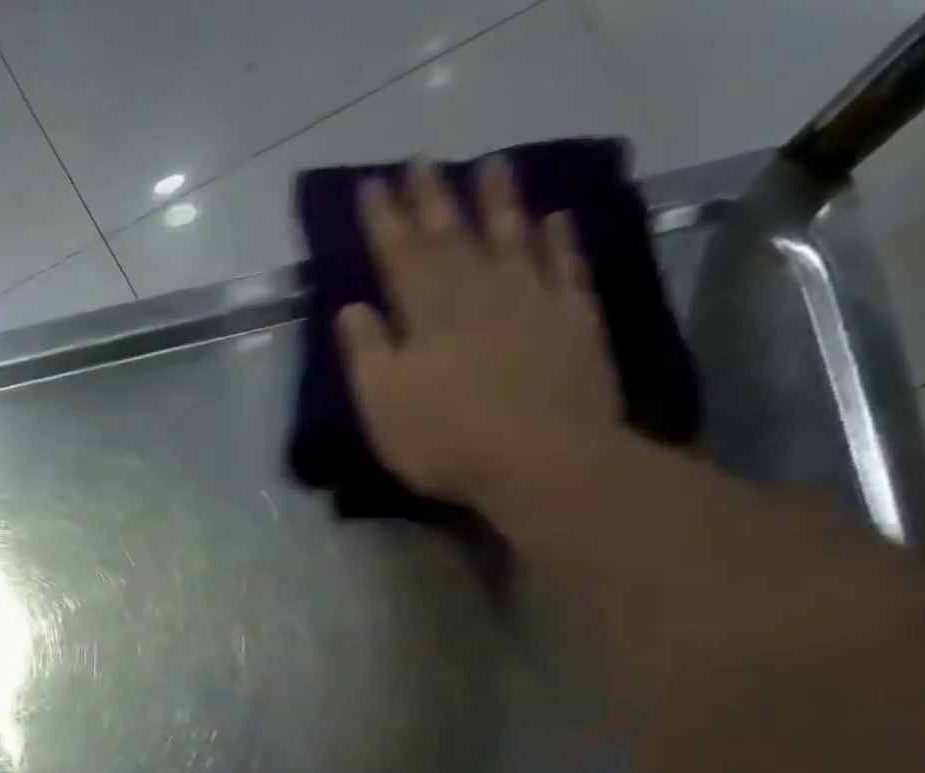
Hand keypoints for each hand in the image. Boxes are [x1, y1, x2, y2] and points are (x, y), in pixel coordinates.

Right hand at [335, 156, 620, 505]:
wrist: (541, 459)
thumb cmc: (446, 440)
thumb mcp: (383, 406)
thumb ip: (366, 354)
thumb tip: (351, 308)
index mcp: (427, 314)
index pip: (399, 256)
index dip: (384, 221)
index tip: (370, 186)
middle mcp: (479, 293)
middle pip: (452, 237)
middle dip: (432, 199)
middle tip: (421, 162)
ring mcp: (532, 300)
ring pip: (511, 237)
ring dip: (498, 202)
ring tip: (490, 166)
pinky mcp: (573, 319)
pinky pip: (564, 266)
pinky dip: (557, 240)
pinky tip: (552, 220)